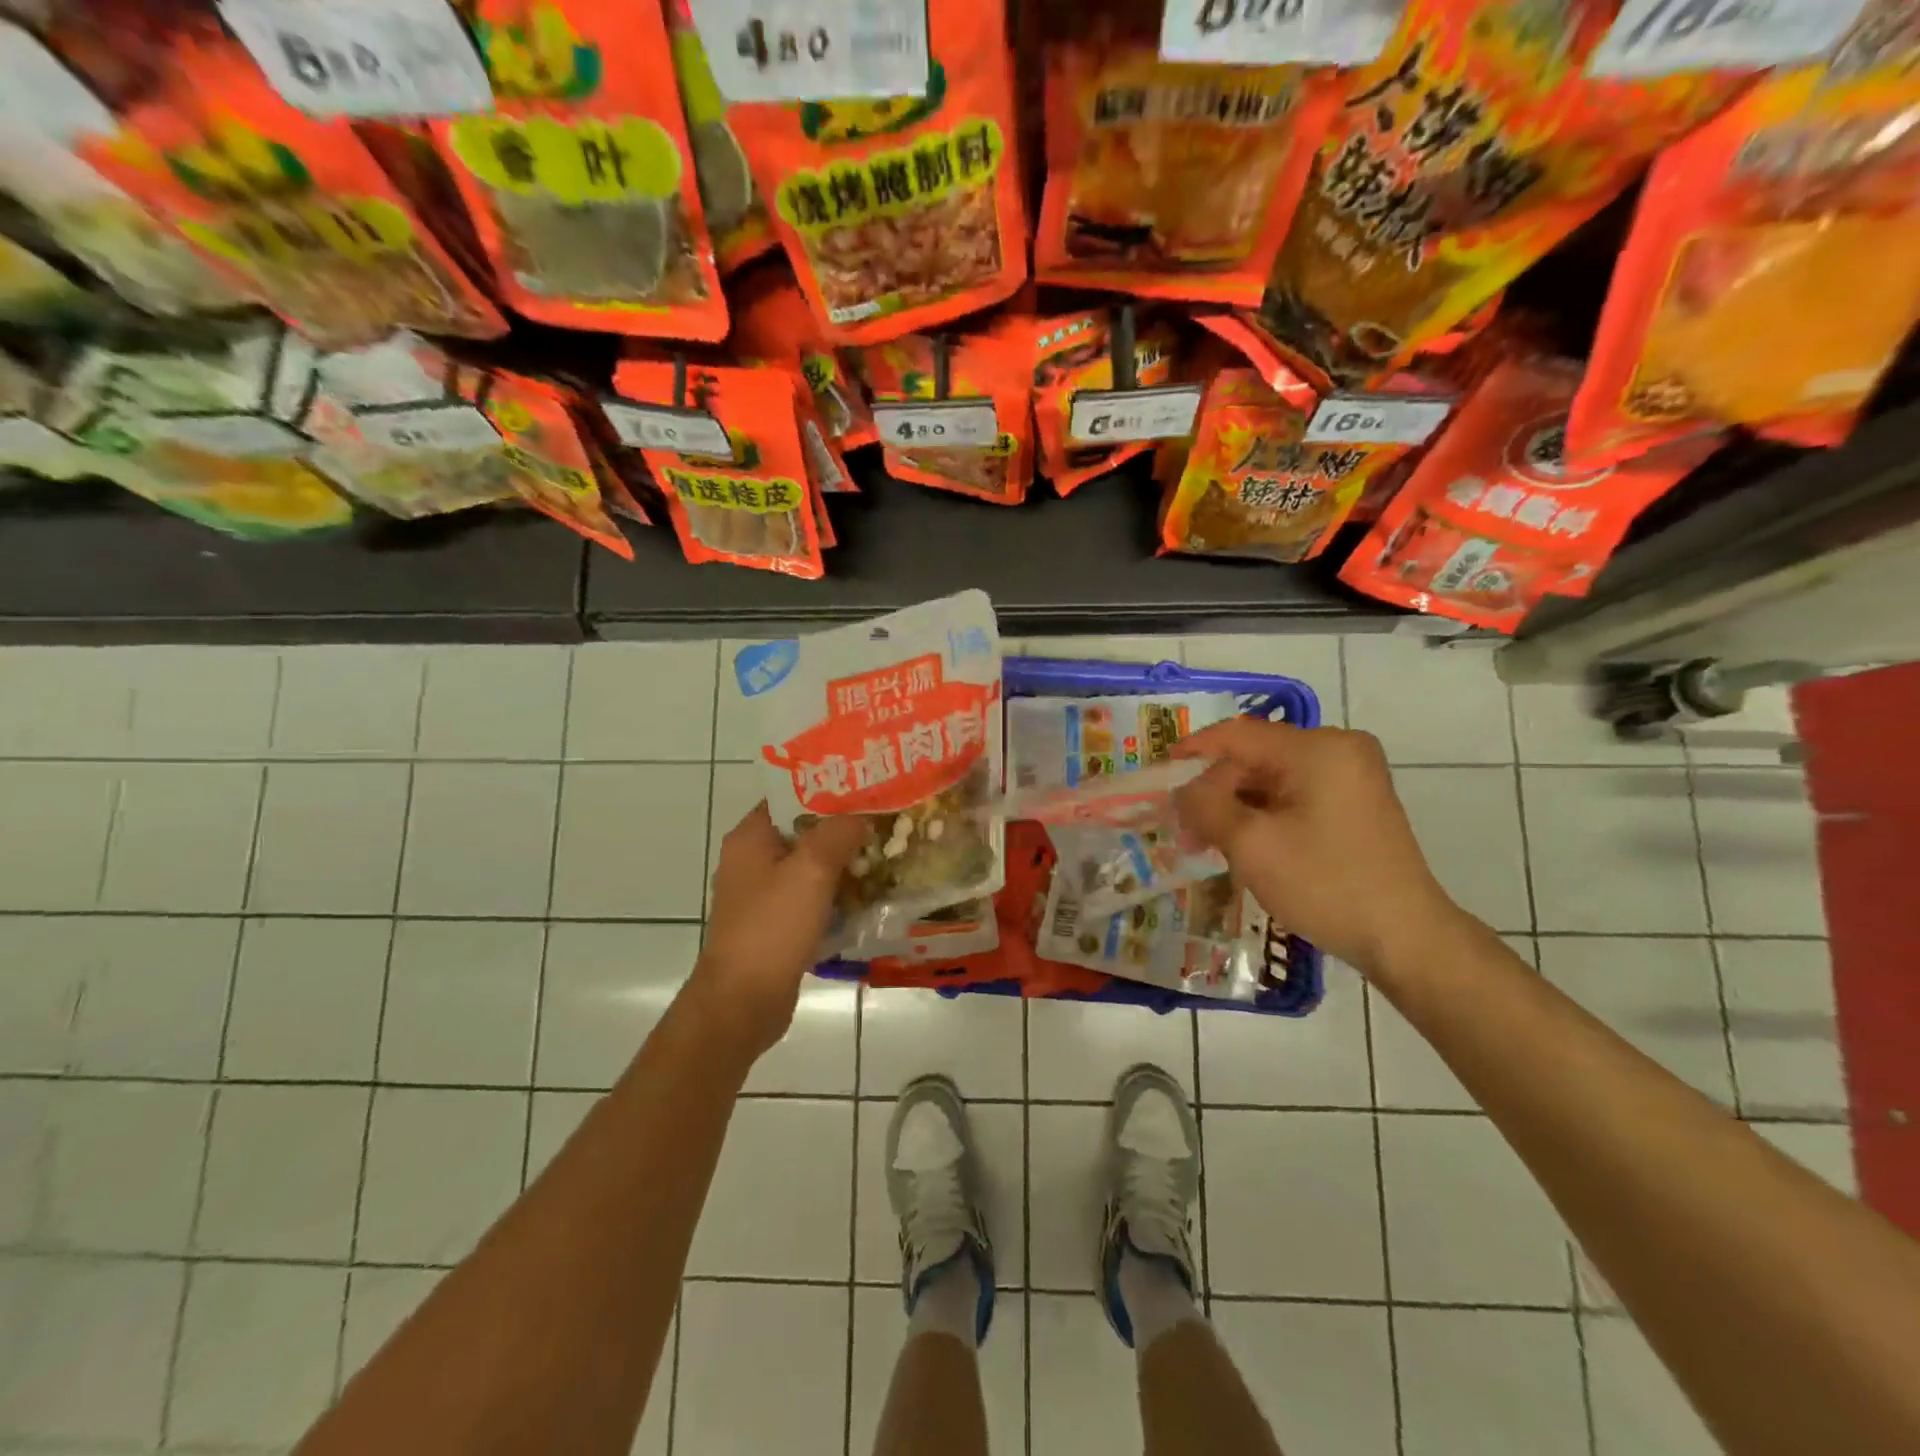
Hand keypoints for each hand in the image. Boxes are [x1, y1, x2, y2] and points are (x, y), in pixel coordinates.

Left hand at [685, 803, 867, 1063]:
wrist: (743, 1002)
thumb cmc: (773, 927)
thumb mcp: (811, 870)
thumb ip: (838, 832)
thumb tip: (861, 814)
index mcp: (751, 837)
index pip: (792, 796)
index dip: (829, 789)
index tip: (868, 787)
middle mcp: (752, 861)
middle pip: (804, 831)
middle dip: (843, 828)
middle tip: (886, 822)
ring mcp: (762, 895)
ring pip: (810, 867)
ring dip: (843, 864)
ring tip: (886, 855)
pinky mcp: (775, 925)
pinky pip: (811, 898)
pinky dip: (835, 895)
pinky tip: (868, 897)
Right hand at [1172, 718, 1464, 977]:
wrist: (1405, 938)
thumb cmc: (1325, 884)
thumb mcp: (1251, 844)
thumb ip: (1205, 806)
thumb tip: (1182, 790)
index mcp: (1317, 748)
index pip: (1237, 735)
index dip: (1192, 751)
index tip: (1158, 774)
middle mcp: (1338, 749)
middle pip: (1255, 757)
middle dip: (1215, 790)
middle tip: (1183, 827)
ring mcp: (1351, 775)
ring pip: (1272, 778)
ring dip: (1236, 806)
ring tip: (1207, 842)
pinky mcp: (1355, 802)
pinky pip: (1294, 794)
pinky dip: (1263, 814)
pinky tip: (1243, 843)